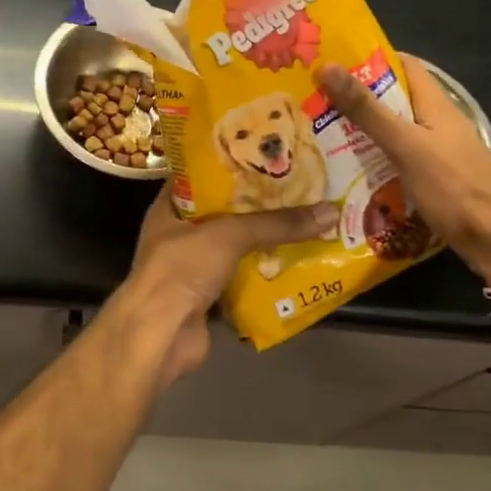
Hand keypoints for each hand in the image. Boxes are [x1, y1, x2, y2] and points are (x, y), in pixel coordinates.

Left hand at [122, 182, 335, 386]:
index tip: (265, 155)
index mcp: (170, 208)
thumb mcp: (230, 235)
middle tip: (297, 187)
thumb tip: (330, 212)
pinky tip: (296, 262)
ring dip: (264, 240)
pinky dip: (264, 273)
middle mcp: (178, 234)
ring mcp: (192, 268)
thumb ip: (276, 224)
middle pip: (223, 213)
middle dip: (257, 204)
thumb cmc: (182, 269)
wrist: (160, 335)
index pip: (199, 175)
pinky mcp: (207, 297)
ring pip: (234, 247)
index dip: (230, 165)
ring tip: (304, 220)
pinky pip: (241, 278)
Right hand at [315, 54, 490, 278]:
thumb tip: (327, 67)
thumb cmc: (452, 186)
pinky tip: (350, 167)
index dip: (370, 59)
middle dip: (358, 97)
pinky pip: (399, 158)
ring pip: (395, 131)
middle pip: (395, 99)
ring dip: (364, 129)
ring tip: (322, 131)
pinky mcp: (434, 178)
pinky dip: (375, 157)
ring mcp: (438, 152)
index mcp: (436, 105)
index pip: (404, 66)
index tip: (334, 62)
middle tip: (316, 99)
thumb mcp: (405, 144)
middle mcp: (438, 123)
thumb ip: (366, 109)